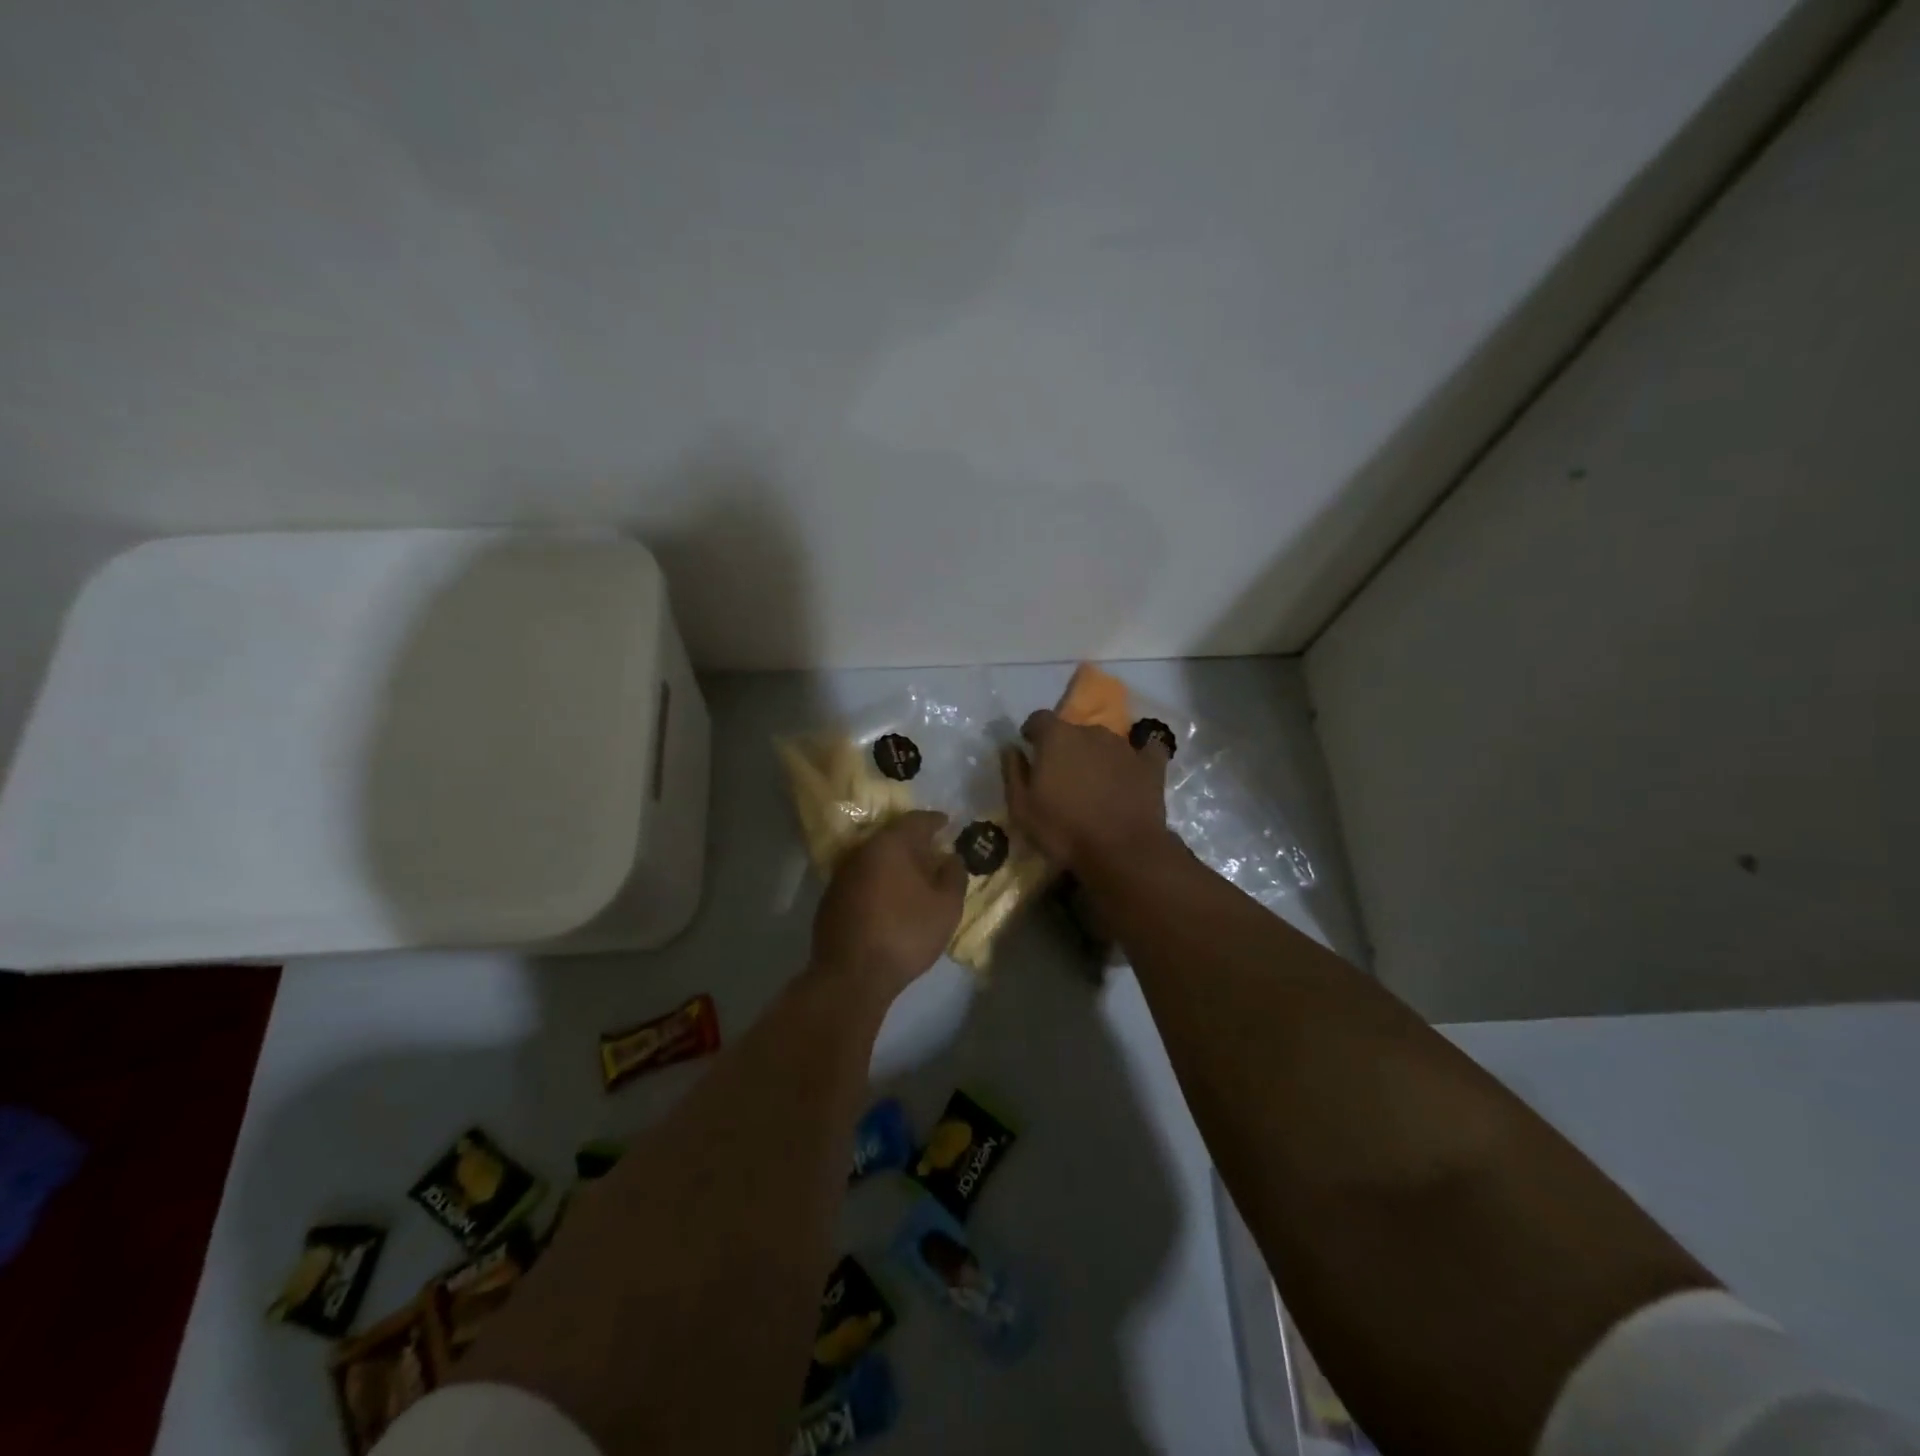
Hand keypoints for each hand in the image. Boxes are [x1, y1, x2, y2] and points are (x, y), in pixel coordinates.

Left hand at [811, 810, 966, 995]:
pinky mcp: (830, 899)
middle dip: (915, 843)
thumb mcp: (946, 906)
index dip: (935, 821)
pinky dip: (879, 882)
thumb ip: (954, 875)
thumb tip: (951, 857)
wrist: (851, 976)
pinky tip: (890, 900)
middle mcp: (861, 851)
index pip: (916, 820)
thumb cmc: (905, 934)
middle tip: (934, 853)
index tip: (949, 824)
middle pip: (892, 837)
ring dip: (895, 864)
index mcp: (890, 844)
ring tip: (915, 878)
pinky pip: (862, 880)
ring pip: (875, 859)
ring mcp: (841, 875)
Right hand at [1002, 710, 1172, 871]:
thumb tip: (1010, 748)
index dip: (1033, 731)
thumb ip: (1013, 772)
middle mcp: (1091, 732)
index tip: (1030, 747)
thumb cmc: (1063, 830)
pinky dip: (1136, 759)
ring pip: (1104, 742)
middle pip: (1073, 730)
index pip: (1039, 718)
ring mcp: (1124, 746)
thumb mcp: (1021, 808)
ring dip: (1095, 755)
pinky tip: (1133, 773)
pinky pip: (1143, 752)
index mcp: (1057, 737)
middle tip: (1062, 775)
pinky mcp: (1151, 764)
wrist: (1122, 851)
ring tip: (1094, 783)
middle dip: (1065, 747)